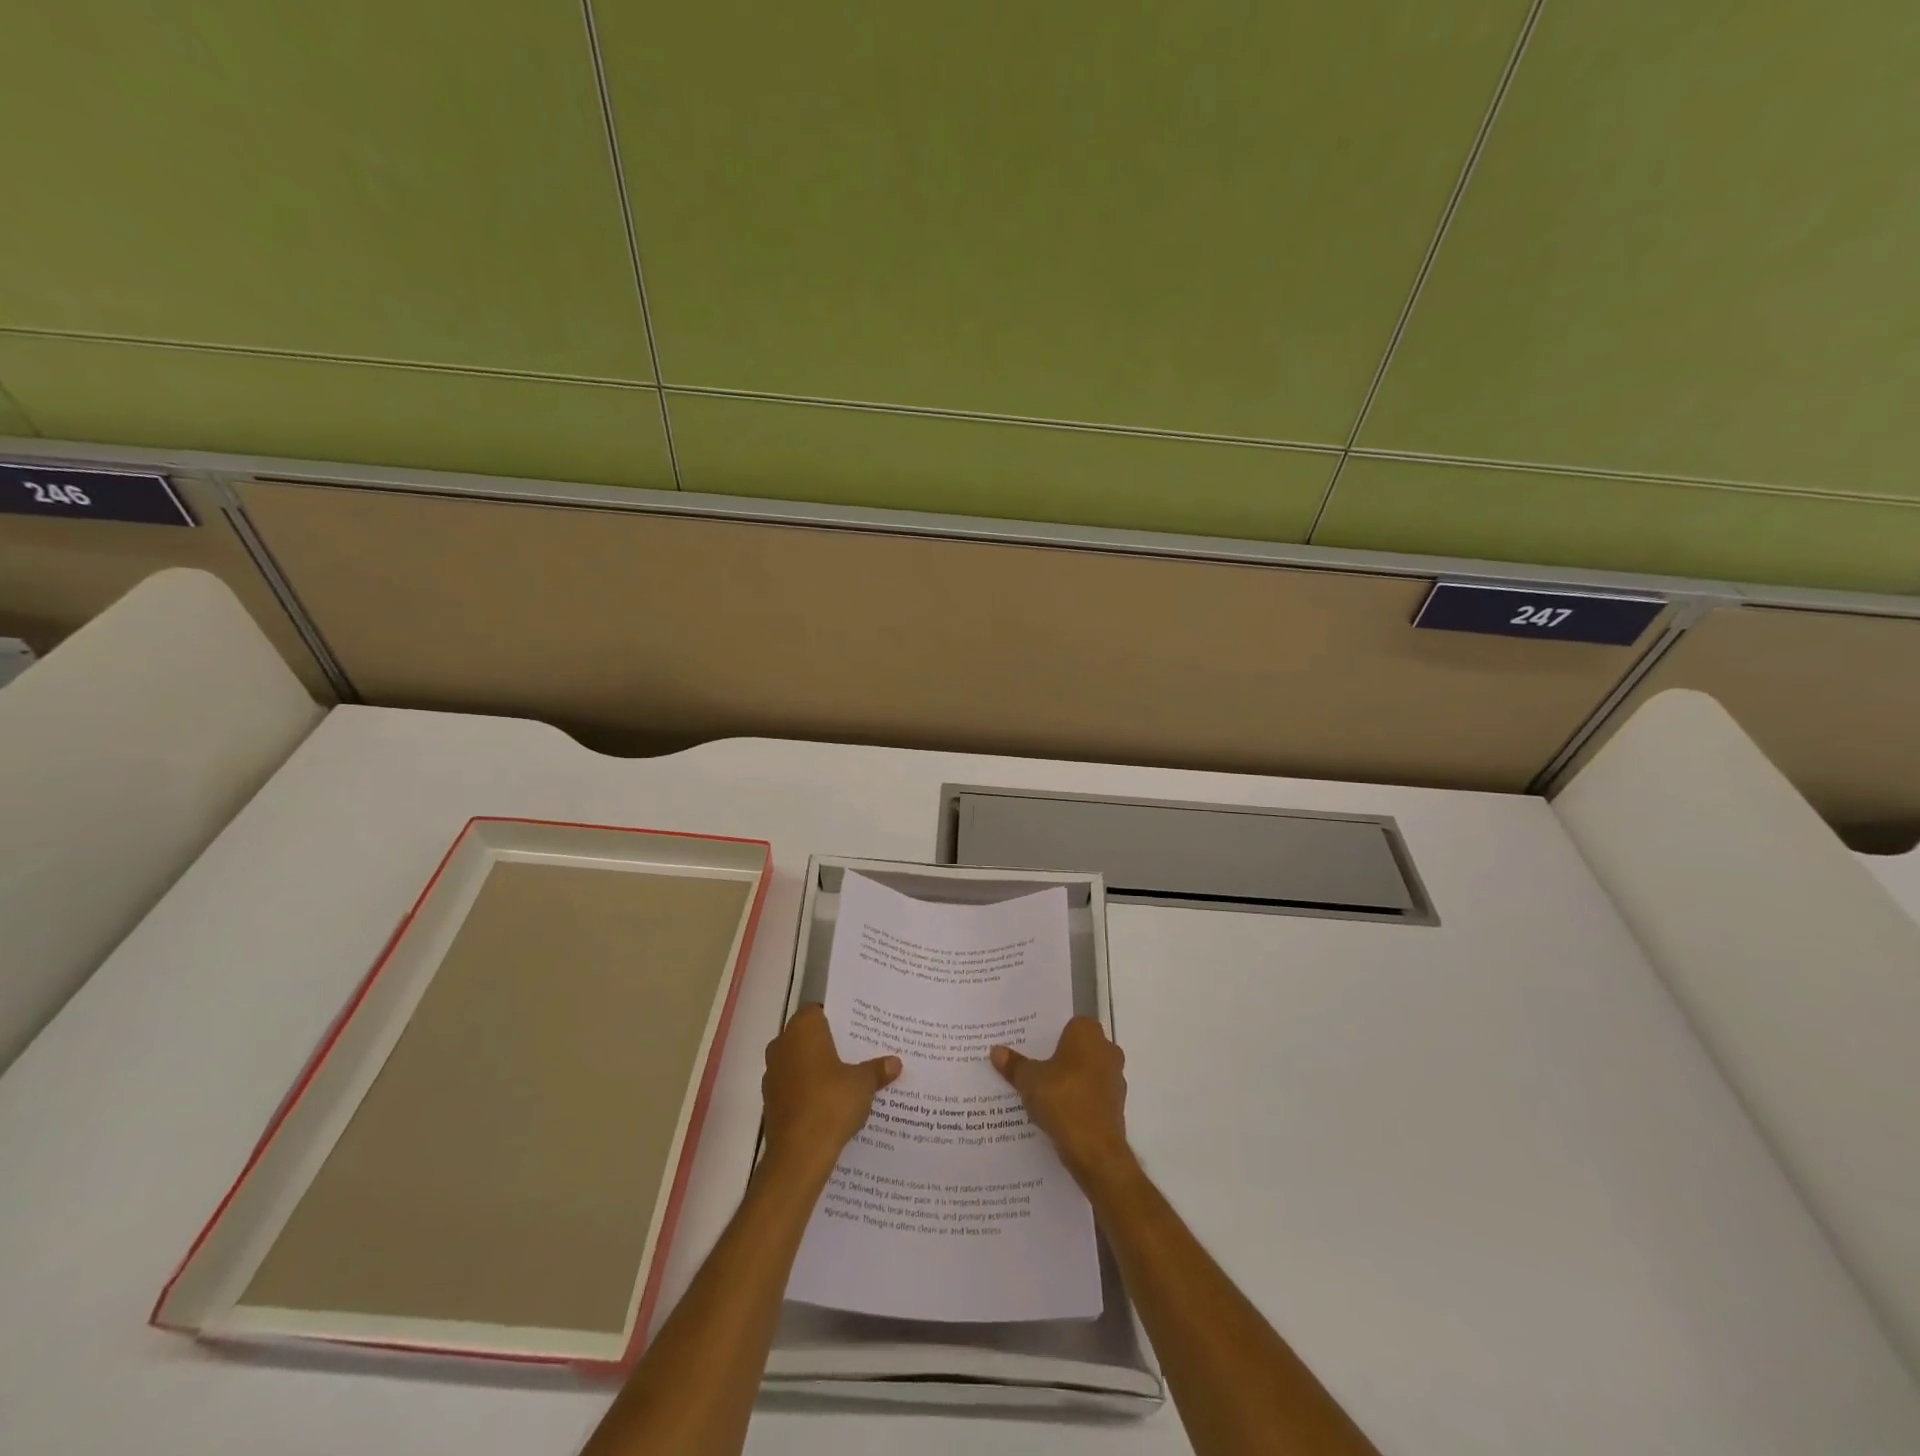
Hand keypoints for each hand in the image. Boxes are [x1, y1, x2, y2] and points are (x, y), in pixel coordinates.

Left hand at [762, 1005, 900, 1182]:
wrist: (799, 1154)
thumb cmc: (831, 1103)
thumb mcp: (863, 1083)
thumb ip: (877, 1070)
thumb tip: (895, 1063)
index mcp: (803, 1029)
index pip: (818, 1010)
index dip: (836, 1018)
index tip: (856, 1028)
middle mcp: (782, 1044)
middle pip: (808, 1036)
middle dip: (828, 1044)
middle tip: (857, 1052)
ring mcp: (772, 1074)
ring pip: (799, 1061)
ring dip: (817, 1068)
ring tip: (847, 1078)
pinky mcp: (770, 1101)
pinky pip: (793, 1086)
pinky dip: (808, 1090)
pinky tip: (830, 1103)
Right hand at [992, 1017, 1134, 1189]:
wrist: (1095, 1150)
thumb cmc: (1063, 1099)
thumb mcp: (1029, 1080)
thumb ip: (1014, 1064)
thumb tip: (996, 1051)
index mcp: (1088, 1034)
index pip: (1068, 1024)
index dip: (1049, 1034)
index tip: (1031, 1044)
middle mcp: (1106, 1050)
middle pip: (1077, 1048)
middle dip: (1058, 1057)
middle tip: (1031, 1065)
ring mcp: (1115, 1079)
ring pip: (1085, 1072)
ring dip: (1068, 1080)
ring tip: (1040, 1091)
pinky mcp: (1116, 1106)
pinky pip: (1091, 1095)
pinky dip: (1077, 1100)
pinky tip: (1056, 1112)